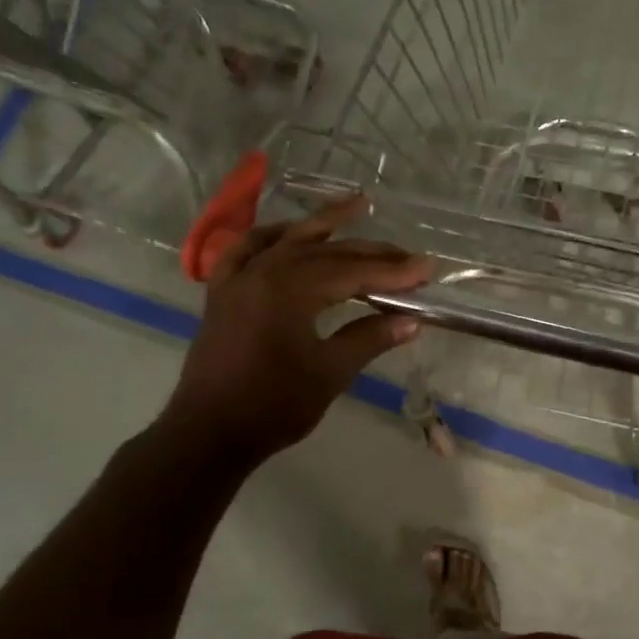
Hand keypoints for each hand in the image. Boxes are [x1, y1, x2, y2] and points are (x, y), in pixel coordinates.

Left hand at [165, 196, 431, 465]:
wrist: (209, 432)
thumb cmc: (273, 406)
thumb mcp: (329, 373)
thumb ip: (369, 339)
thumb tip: (411, 322)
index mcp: (290, 290)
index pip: (353, 273)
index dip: (393, 272)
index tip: (428, 269)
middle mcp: (263, 271)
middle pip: (326, 252)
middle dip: (370, 253)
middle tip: (408, 256)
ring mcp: (238, 278)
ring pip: (288, 240)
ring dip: (324, 223)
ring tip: (356, 205)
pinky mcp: (222, 292)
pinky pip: (247, 249)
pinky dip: (272, 237)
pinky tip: (287, 233)